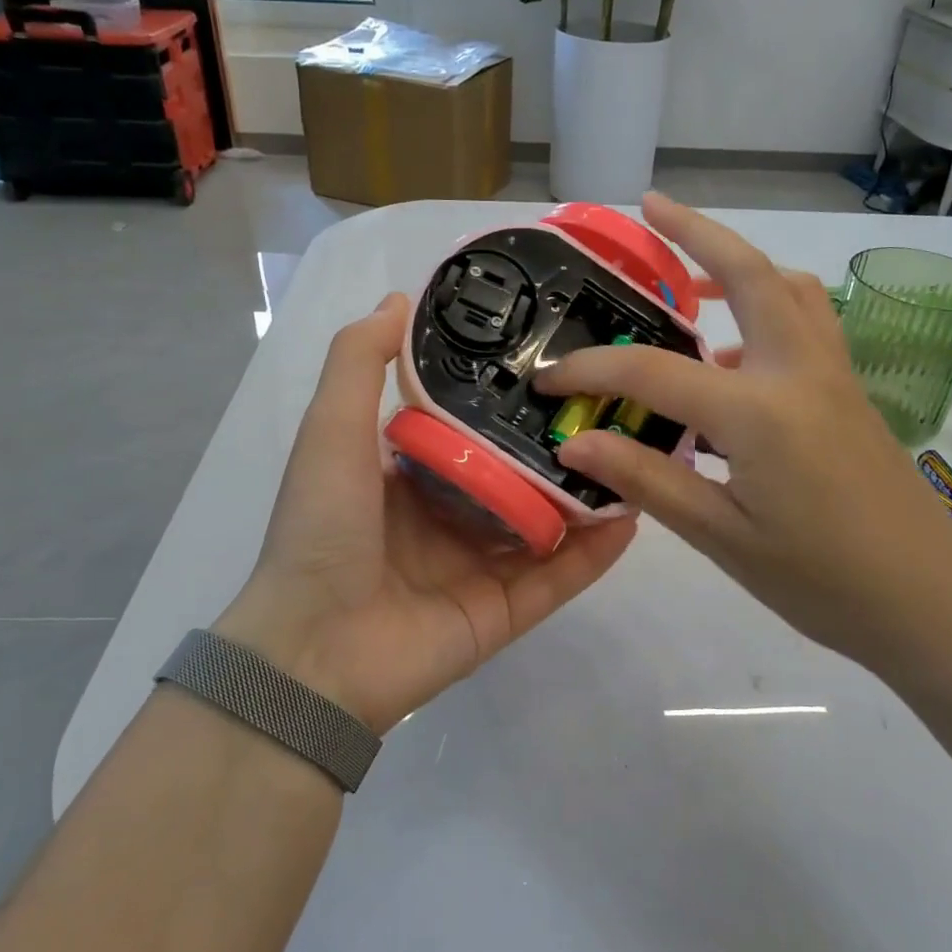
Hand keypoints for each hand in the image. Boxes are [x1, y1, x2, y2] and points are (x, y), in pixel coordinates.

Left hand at [218, 293, 636, 734]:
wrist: (314, 652)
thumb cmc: (323, 529)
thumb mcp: (331, 429)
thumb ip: (360, 362)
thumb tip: (400, 299)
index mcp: (407, 475)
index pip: (468, 426)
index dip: (507, 394)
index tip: (553, 359)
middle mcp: (447, 517)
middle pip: (516, 474)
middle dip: (559, 444)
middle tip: (613, 404)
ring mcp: (478, 568)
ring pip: (545, 525)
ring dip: (585, 495)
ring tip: (637, 453)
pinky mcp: (504, 613)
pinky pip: (558, 578)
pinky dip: (594, 553)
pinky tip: (632, 516)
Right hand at [536, 193, 951, 669]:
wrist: (929, 604)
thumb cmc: (821, 581)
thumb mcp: (722, 538)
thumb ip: (649, 479)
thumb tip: (576, 442)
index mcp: (760, 412)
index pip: (653, 371)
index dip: (591, 370)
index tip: (547, 377)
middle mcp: (800, 372)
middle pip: (749, 273)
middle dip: (695, 231)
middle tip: (648, 208)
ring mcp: (834, 376)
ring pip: (789, 288)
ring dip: (739, 264)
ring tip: (691, 276)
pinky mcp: (850, 392)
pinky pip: (806, 322)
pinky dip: (767, 308)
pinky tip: (732, 354)